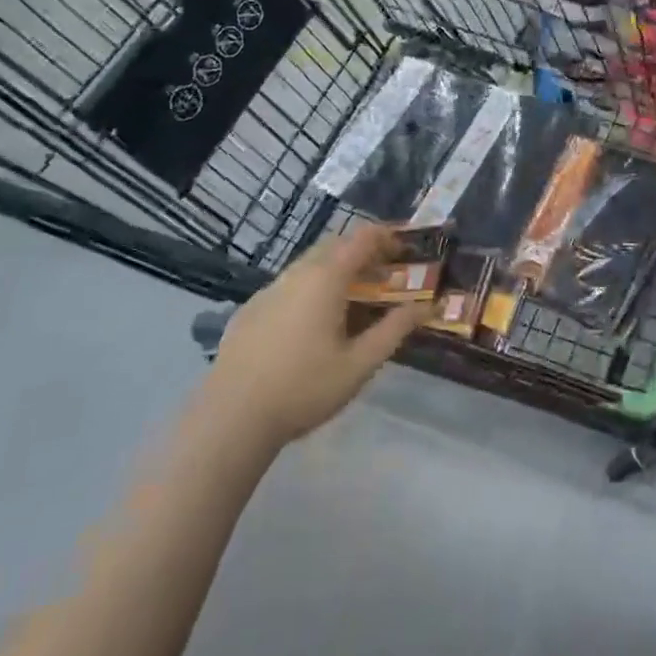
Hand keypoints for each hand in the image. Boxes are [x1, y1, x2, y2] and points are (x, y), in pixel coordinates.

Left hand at [202, 224, 430, 448]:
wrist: (231, 418)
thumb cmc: (304, 388)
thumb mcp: (359, 364)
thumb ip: (394, 330)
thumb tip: (425, 306)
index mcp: (326, 278)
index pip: (363, 238)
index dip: (389, 237)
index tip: (408, 249)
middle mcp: (297, 273)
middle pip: (336, 245)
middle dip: (364, 252)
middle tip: (387, 273)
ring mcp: (269, 289)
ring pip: (310, 263)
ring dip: (337, 269)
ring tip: (355, 297)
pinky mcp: (250, 309)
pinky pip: (289, 284)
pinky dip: (312, 286)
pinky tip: (314, 322)